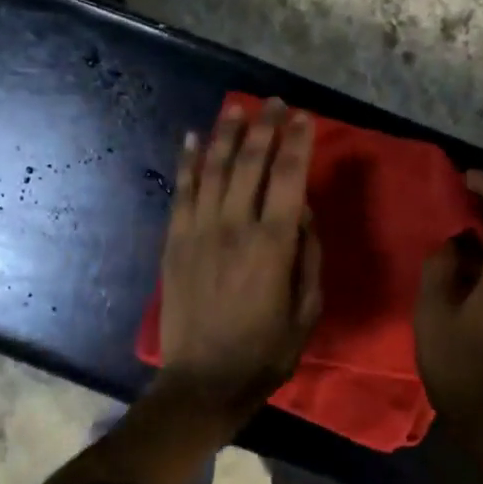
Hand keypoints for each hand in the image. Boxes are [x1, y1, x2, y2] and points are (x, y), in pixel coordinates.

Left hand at [153, 98, 321, 425]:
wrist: (203, 381)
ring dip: (225, 134)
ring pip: (212, 169)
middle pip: (250, 163)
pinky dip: (187, 162)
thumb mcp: (307, 311)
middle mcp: (234, 227)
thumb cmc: (265, 352)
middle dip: (264, 127)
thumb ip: (308, 256)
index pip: (288, 177)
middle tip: (274, 102)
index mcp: (273, 245)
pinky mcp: (174, 242)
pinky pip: (181, 192)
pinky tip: (191, 138)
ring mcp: (198, 232)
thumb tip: (302, 211)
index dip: (297, 142)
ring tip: (236, 107)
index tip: (303, 117)